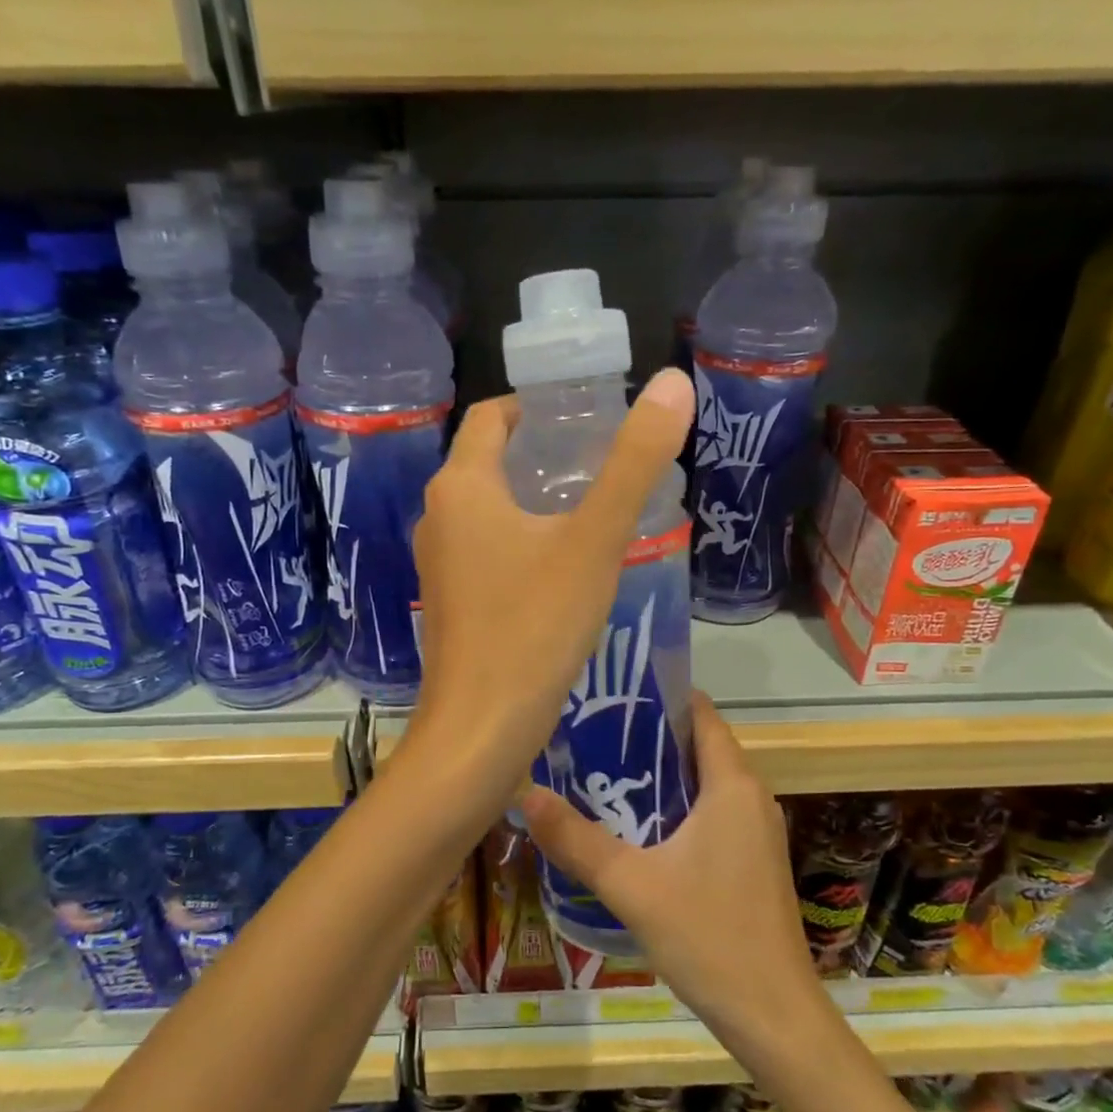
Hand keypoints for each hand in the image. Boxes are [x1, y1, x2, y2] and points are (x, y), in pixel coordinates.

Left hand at [401, 368, 693, 797]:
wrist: (481, 727)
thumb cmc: (534, 625)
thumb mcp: (594, 540)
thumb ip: (634, 462)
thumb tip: (674, 384)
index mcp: (461, 486)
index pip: (493, 416)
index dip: (538, 407)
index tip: (588, 416)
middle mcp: (438, 516)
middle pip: (491, 461)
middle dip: (544, 454)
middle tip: (606, 461)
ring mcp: (439, 564)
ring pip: (490, 510)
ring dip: (536, 501)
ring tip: (596, 510)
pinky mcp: (452, 602)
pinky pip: (488, 552)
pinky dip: (524, 542)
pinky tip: (567, 567)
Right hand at [520, 693, 825, 1045]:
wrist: (774, 1018)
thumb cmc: (709, 937)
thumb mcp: (631, 885)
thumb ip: (575, 839)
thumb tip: (525, 793)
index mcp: (732, 785)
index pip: (700, 714)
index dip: (658, 696)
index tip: (609, 695)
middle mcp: (750, 797)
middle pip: (696, 746)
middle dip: (645, 737)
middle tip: (587, 735)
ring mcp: (754, 832)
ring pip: (701, 783)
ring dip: (656, 776)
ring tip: (598, 775)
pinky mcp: (750, 861)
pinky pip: (708, 814)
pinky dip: (672, 808)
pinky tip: (631, 828)